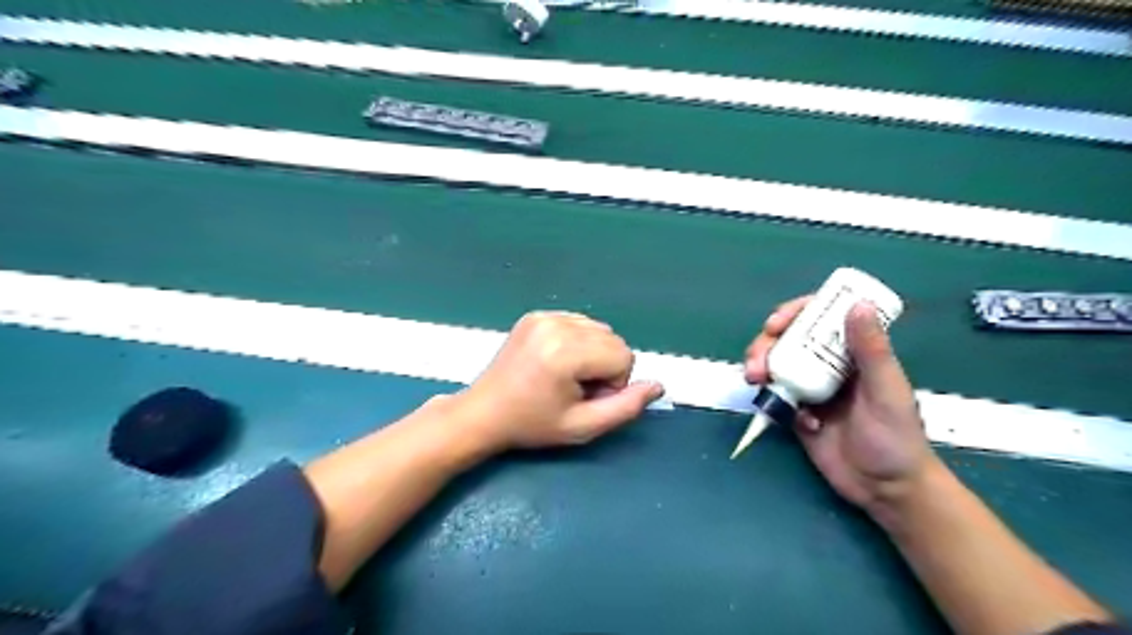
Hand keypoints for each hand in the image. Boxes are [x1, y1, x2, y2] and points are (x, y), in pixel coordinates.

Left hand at [454, 310, 664, 449]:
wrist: (484, 412)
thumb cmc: (533, 425)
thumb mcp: (582, 426)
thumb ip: (626, 407)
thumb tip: (659, 385)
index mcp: (566, 352)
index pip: (624, 356)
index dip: (614, 384)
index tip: (585, 399)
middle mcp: (556, 325)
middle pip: (614, 340)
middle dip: (605, 367)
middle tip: (575, 390)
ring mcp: (544, 316)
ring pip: (599, 329)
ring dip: (593, 353)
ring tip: (565, 376)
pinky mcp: (536, 314)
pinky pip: (579, 323)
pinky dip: (578, 342)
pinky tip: (555, 361)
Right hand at [750, 297, 943, 516]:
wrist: (885, 490)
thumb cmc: (897, 438)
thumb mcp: (886, 391)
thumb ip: (871, 350)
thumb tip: (858, 304)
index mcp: (853, 352)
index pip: (820, 319)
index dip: (794, 313)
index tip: (775, 323)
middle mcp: (828, 364)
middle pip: (788, 339)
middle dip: (765, 344)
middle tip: (756, 360)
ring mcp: (810, 388)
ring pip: (776, 364)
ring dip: (760, 367)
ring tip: (755, 380)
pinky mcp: (796, 412)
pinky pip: (775, 396)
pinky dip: (772, 400)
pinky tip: (793, 420)